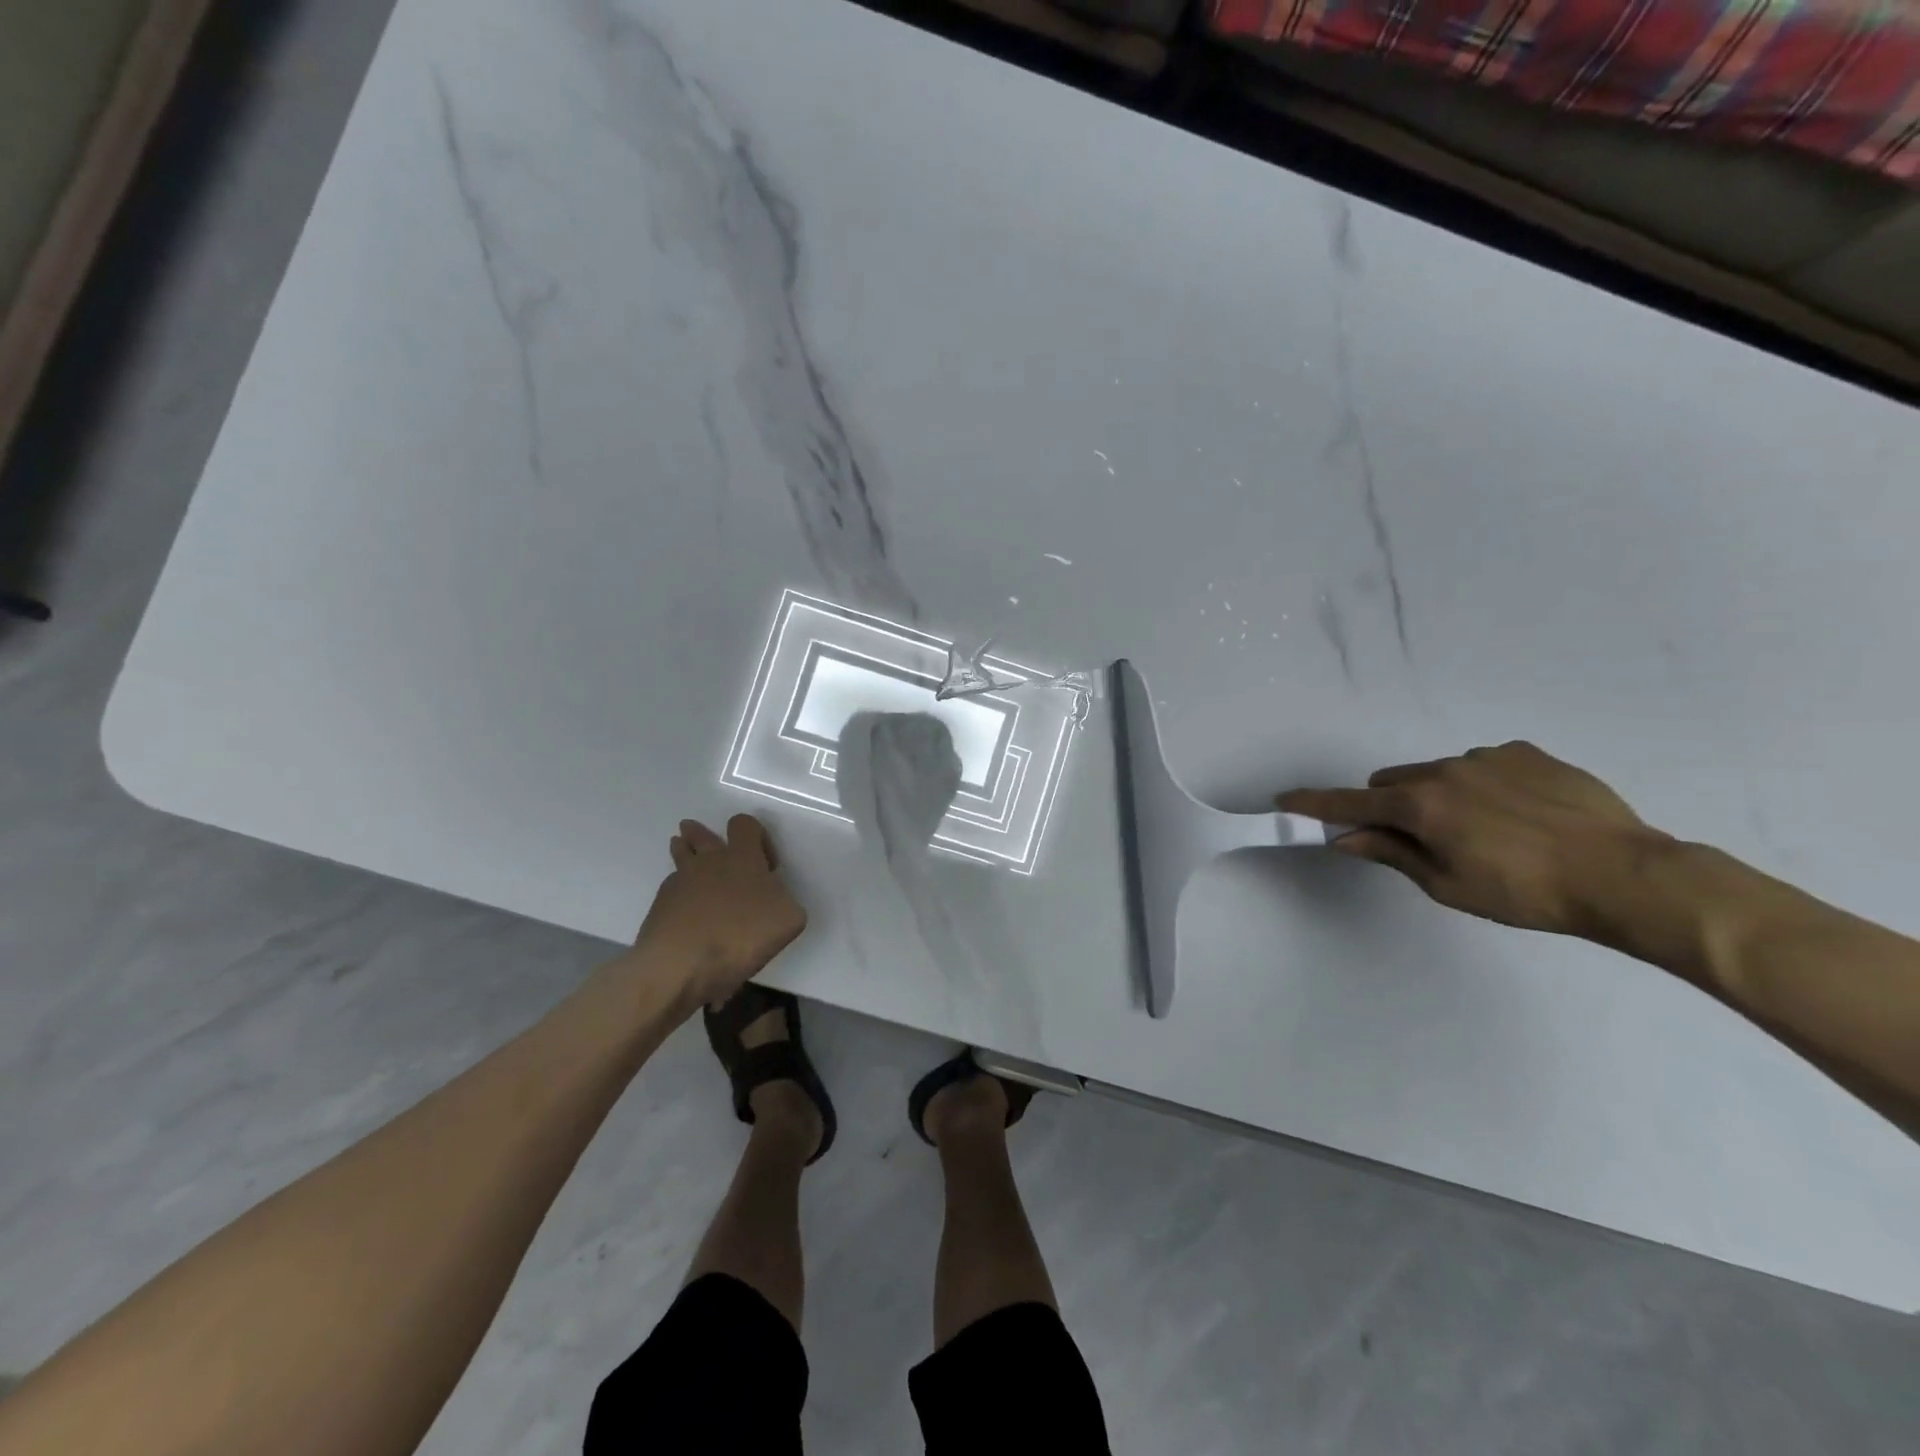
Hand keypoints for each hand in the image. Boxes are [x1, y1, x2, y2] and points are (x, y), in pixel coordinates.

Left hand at [633, 814, 807, 1006]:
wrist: (680, 966)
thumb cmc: (741, 936)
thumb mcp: (789, 919)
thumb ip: (784, 900)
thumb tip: (774, 899)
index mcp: (742, 858)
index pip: (745, 824)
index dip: (757, 836)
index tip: (766, 865)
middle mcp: (708, 862)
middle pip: (701, 834)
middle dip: (704, 835)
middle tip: (708, 842)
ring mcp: (679, 882)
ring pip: (680, 855)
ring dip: (685, 852)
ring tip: (688, 859)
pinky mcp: (659, 907)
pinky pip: (671, 889)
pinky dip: (679, 894)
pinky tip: (686, 911)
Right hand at [1279, 742, 1666, 937]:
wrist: (1624, 874)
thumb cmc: (1524, 892)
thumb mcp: (1447, 885)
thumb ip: (1392, 853)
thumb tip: (1347, 837)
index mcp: (1420, 806)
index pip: (1350, 803)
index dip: (1315, 804)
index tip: (1285, 799)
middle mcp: (1443, 770)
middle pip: (1391, 782)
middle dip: (1390, 806)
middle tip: (1421, 841)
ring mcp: (1487, 757)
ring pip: (1437, 773)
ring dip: (1438, 796)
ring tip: (1487, 832)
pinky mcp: (1527, 753)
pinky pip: (1483, 765)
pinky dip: (1482, 785)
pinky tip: (1520, 815)